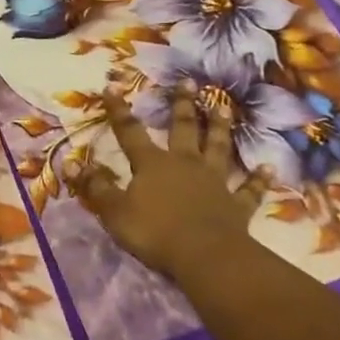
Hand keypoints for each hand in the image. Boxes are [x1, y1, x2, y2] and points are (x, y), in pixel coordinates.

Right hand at [73, 87, 264, 279]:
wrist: (205, 257)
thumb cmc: (154, 232)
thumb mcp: (114, 211)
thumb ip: (95, 187)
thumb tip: (72, 162)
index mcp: (152, 164)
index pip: (130, 132)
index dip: (119, 111)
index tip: (112, 87)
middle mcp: (185, 164)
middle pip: (183, 129)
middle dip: (183, 105)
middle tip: (188, 82)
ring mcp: (214, 182)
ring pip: (218, 148)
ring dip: (220, 127)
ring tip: (224, 107)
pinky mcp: (237, 205)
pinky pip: (249, 189)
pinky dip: (258, 179)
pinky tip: (268, 168)